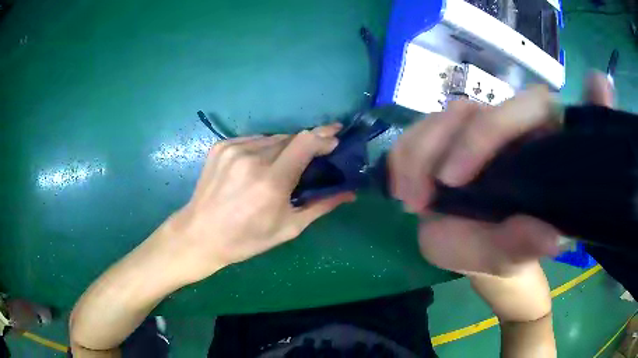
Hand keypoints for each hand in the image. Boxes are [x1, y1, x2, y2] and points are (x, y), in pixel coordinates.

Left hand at [164, 124, 354, 283]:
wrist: (200, 234)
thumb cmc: (246, 239)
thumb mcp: (288, 228)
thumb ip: (321, 206)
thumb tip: (349, 193)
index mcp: (271, 182)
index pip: (305, 142)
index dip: (324, 136)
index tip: (336, 137)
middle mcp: (252, 158)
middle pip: (290, 138)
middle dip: (306, 145)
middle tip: (312, 158)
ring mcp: (233, 149)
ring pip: (272, 138)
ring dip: (284, 147)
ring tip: (283, 166)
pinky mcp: (221, 146)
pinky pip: (253, 140)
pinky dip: (263, 149)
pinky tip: (259, 165)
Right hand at [390, 86, 561, 275]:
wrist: (475, 250)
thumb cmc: (498, 253)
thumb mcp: (508, 255)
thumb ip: (525, 244)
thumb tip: (552, 240)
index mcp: (539, 148)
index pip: (528, 108)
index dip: (488, 132)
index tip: (452, 181)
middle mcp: (510, 128)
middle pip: (472, 110)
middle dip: (436, 150)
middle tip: (417, 202)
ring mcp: (477, 128)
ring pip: (441, 117)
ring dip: (415, 156)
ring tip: (409, 202)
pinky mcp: (450, 136)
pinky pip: (419, 129)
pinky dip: (402, 157)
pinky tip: (401, 188)